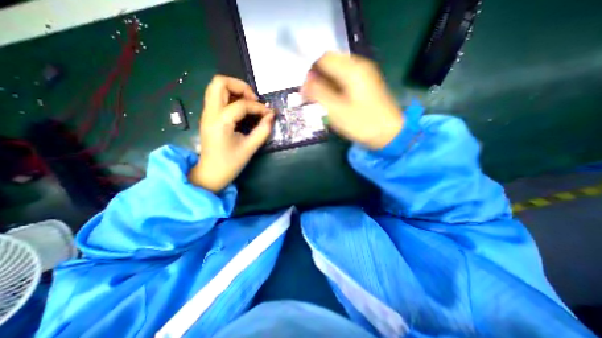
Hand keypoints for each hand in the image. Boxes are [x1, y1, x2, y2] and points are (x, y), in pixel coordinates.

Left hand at [188, 75, 273, 192]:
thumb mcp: (250, 148)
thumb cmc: (230, 164)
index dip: (258, 107)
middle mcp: (210, 113)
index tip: (269, 115)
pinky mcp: (208, 117)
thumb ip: (263, 130)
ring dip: (234, 90)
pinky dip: (230, 97)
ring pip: (216, 87)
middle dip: (240, 86)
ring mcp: (207, 114)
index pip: (242, 104)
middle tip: (253, 100)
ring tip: (249, 102)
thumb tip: (271, 117)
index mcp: (220, 122)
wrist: (210, 174)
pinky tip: (241, 109)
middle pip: (220, 82)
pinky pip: (217, 97)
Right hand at [301, 52, 403, 148]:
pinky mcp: (365, 84)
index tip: (305, 92)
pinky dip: (334, 88)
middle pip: (330, 64)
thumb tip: (305, 83)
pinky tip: (333, 102)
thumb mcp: (336, 111)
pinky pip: (344, 80)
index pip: (323, 59)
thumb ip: (318, 94)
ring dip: (325, 85)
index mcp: (352, 69)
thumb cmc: (363, 124)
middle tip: (312, 99)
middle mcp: (359, 66)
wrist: (390, 133)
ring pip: (336, 73)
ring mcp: (364, 74)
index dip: (310, 73)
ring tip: (321, 102)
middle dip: (317, 80)